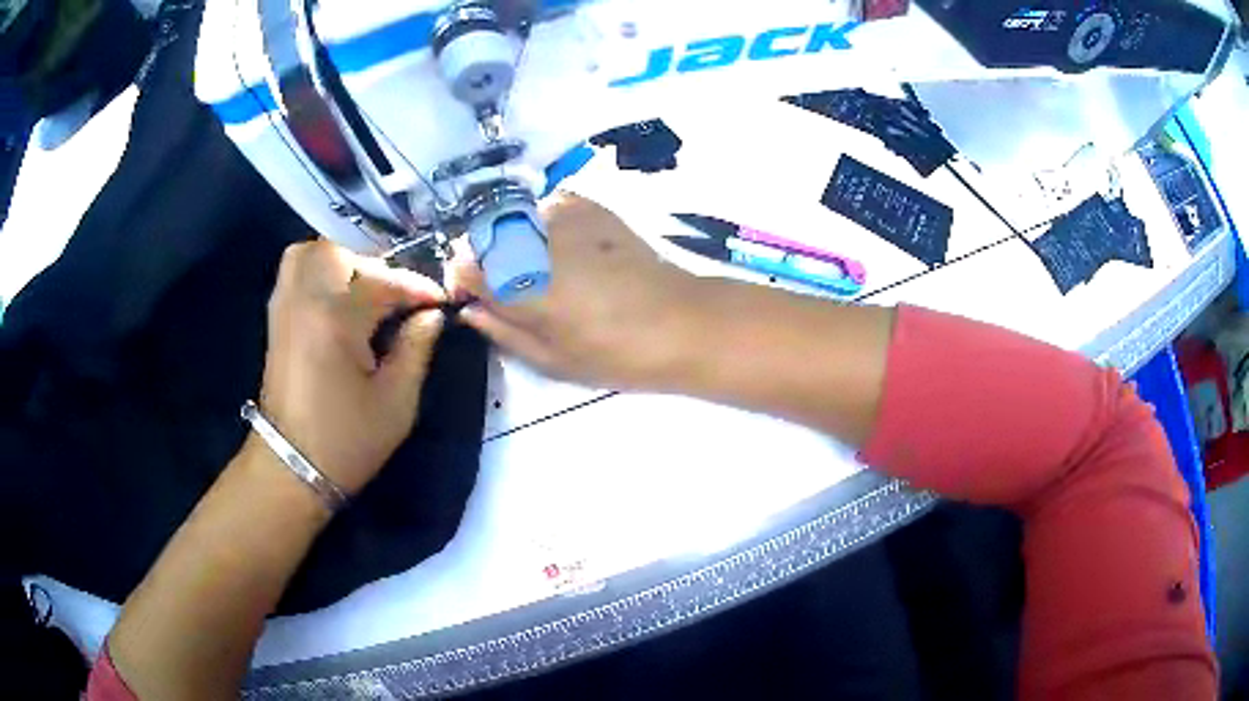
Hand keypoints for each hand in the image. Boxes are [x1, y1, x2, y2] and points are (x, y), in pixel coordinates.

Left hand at [259, 240, 444, 494]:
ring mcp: (284, 306)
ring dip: (343, 262)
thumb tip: (431, 316)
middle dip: (376, 268)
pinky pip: (295, 272)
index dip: (417, 288)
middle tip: (398, 298)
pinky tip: (339, 300)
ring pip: (311, 253)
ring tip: (367, 292)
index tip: (440, 301)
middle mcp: (305, 299)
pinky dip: (320, 271)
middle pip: (341, 252)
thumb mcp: (397, 403)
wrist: (290, 468)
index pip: (383, 281)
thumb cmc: (346, 441)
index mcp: (335, 319)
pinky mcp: (275, 318)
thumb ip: (417, 349)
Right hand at [449, 192, 705, 390]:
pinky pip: (546, 206)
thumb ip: (502, 331)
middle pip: (482, 236)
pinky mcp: (589, 205)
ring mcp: (561, 215)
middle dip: (485, 259)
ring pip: (513, 219)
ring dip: (513, 240)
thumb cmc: (615, 353)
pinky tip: (566, 246)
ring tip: (542, 267)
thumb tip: (470, 309)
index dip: (463, 282)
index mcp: (517, 284)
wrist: (681, 320)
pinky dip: (544, 223)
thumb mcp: (551, 360)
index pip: (461, 265)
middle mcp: (531, 240)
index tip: (477, 299)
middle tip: (511, 287)